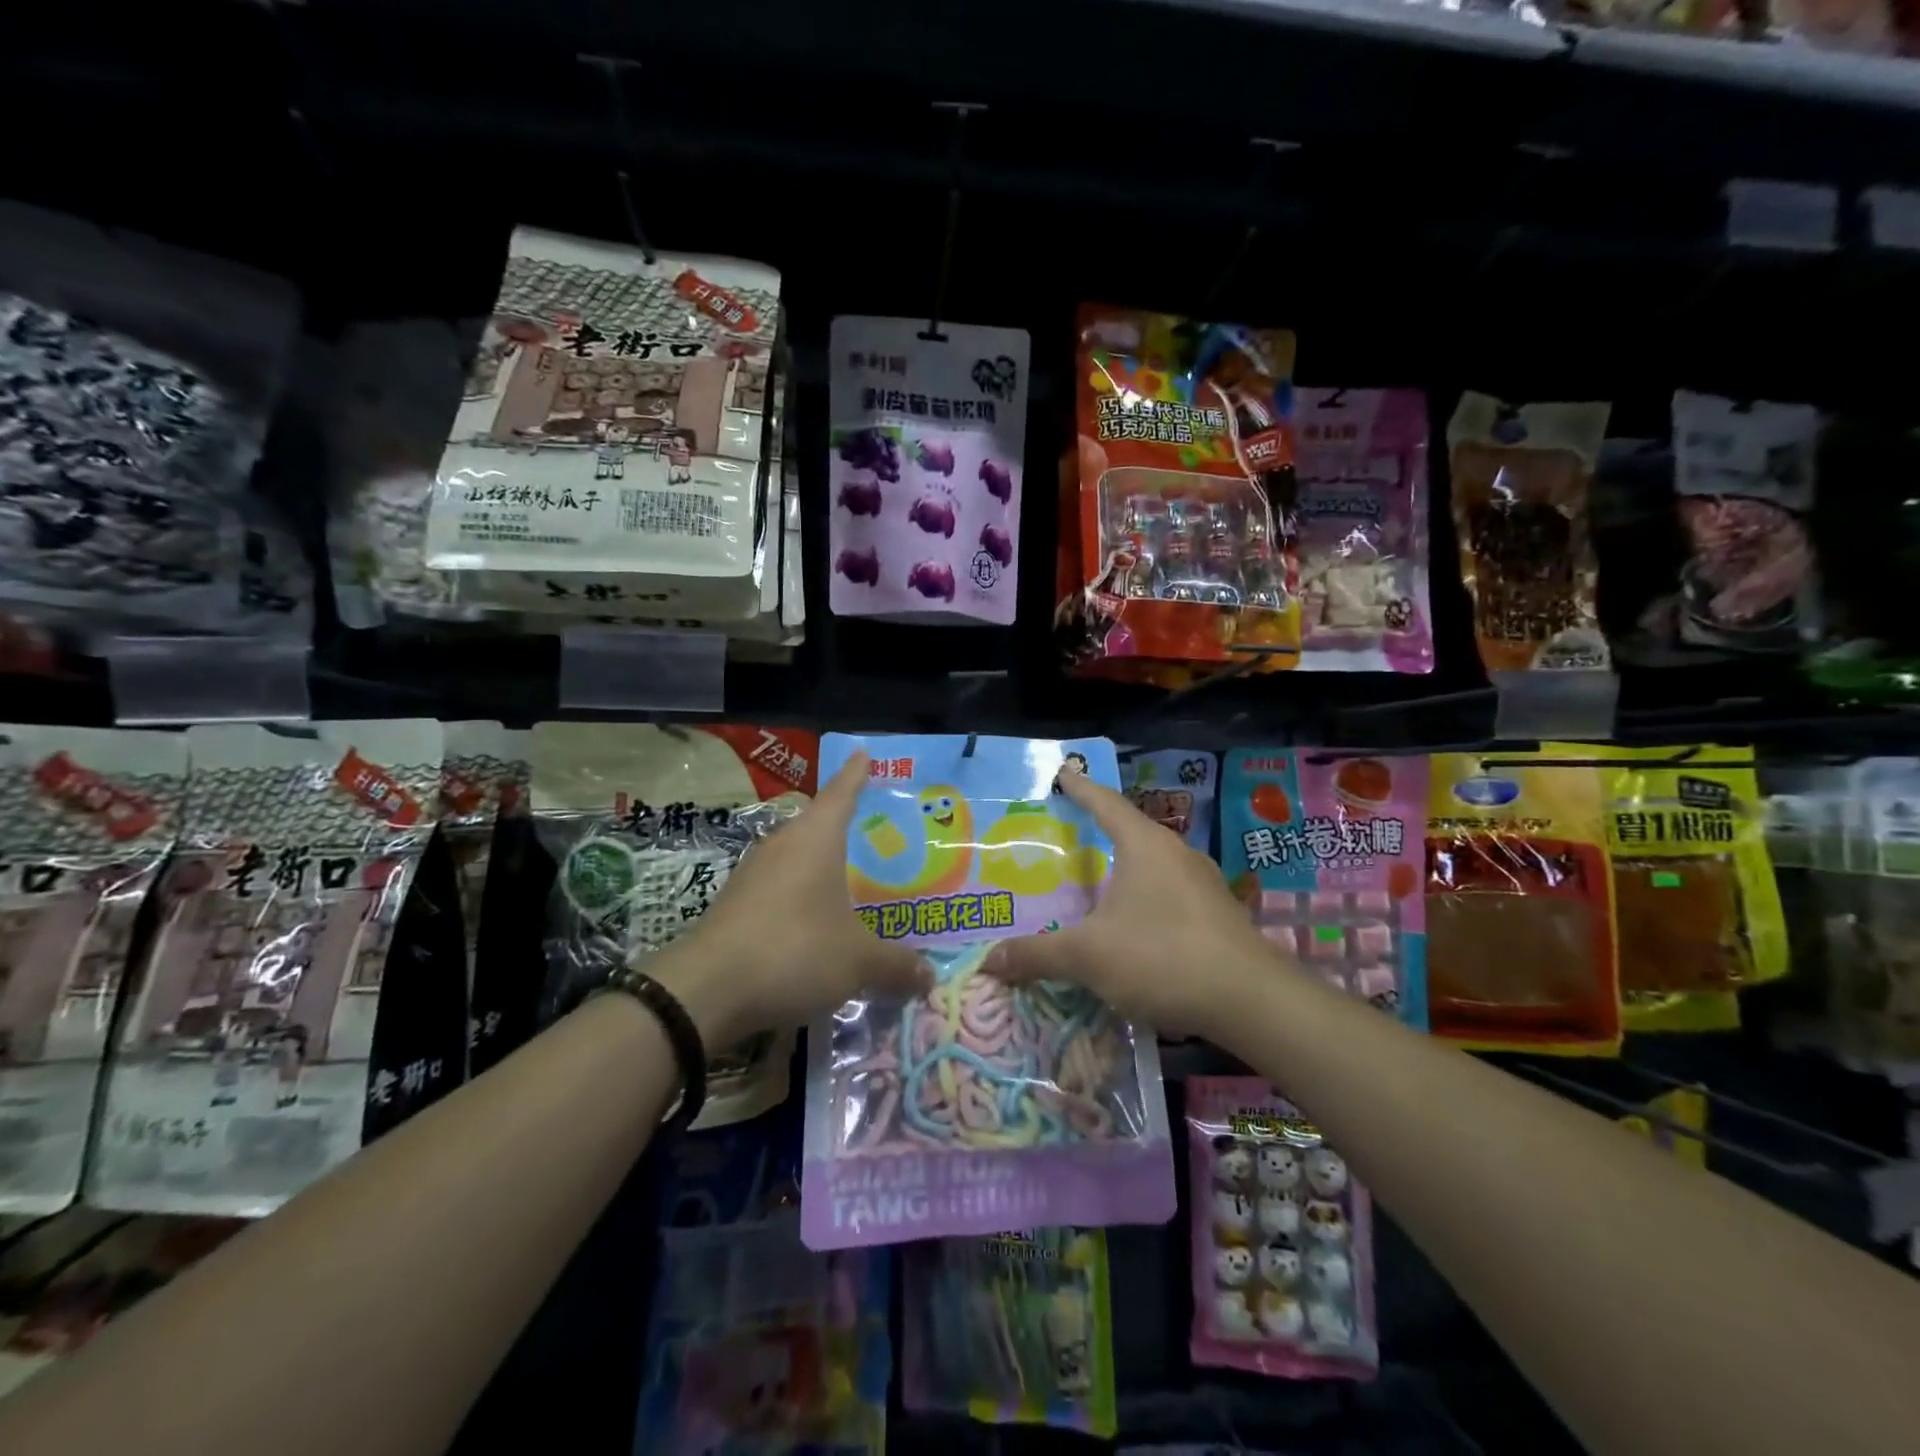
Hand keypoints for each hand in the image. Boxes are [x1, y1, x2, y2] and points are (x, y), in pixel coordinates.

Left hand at [652, 751, 930, 1046]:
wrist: (706, 990)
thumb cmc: (794, 951)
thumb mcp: (857, 961)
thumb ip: (895, 965)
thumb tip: (928, 978)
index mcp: (816, 838)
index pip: (842, 793)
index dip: (856, 774)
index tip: (863, 753)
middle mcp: (783, 844)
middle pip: (817, 825)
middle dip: (844, 828)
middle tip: (876, 836)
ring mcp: (752, 873)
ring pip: (795, 858)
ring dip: (819, 867)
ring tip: (849, 884)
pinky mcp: (734, 904)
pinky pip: (778, 889)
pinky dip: (799, 898)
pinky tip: (813, 923)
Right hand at [982, 762, 1279, 1038]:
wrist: (1251, 1000)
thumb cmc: (1162, 956)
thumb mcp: (1089, 956)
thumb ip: (1038, 955)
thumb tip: (989, 960)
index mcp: (1144, 845)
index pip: (1105, 803)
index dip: (1081, 788)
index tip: (1064, 773)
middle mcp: (1177, 854)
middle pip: (1132, 832)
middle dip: (1102, 832)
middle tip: (1071, 837)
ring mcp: (1204, 884)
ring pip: (1155, 865)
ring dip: (1127, 870)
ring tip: (1100, 884)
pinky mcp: (1220, 915)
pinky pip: (1172, 894)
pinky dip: (1147, 900)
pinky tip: (1136, 927)